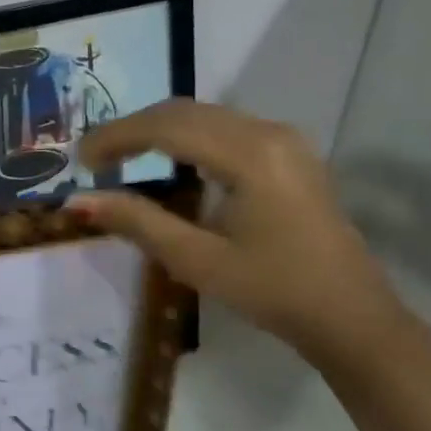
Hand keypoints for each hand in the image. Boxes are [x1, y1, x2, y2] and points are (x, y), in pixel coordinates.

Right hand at [69, 99, 417, 368]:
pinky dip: (185, 136)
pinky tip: (166, 161)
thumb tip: (77, 200)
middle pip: (183, 111)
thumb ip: (136, 222)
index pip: (166, 127)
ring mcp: (283, 139)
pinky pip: (223, 127)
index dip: (116, 136)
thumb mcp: (198, 260)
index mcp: (250, 155)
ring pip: (203, 115)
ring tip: (121, 157)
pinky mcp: (288, 152)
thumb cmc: (274, 292)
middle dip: (132, 129)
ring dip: (157, 130)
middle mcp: (267, 132)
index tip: (80, 159)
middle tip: (93, 159)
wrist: (353, 319)